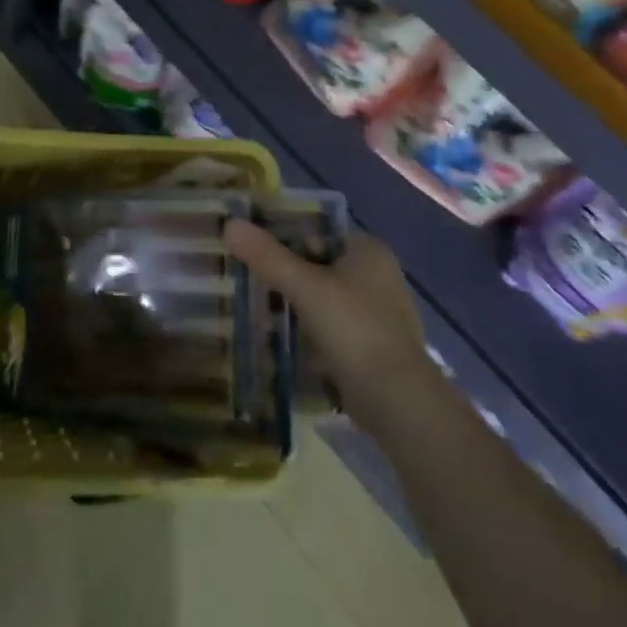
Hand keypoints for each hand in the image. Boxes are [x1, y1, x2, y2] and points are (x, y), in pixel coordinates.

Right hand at [223, 221, 430, 409]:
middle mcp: (377, 275)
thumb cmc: (354, 331)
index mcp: (368, 251)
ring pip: (321, 293)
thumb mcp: (305, 287)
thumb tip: (229, 224)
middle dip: (282, 267)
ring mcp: (376, 311)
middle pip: (317, 261)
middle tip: (242, 271)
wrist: (397, 402)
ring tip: (252, 301)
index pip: (316, 228)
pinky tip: (278, 333)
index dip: (280, 231)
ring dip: (292, 298)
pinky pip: (328, 322)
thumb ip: (267, 256)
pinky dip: (305, 324)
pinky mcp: (369, 343)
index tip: (247, 242)